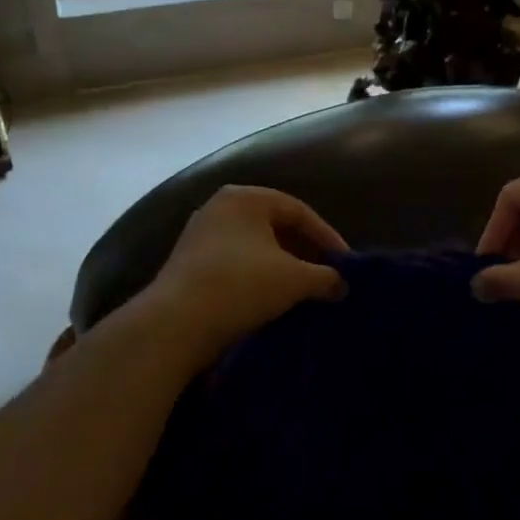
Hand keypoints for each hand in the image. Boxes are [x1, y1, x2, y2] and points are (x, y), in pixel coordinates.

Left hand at [145, 185, 348, 356]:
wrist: (175, 322)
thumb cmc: (241, 285)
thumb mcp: (294, 280)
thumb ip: (325, 277)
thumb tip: (342, 285)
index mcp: (245, 197)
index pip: (298, 210)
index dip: (326, 236)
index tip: (345, 263)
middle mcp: (220, 206)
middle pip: (274, 225)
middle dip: (303, 251)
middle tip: (325, 275)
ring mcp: (200, 234)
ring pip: (253, 246)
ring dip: (280, 266)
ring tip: (301, 290)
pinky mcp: (187, 263)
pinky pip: (234, 262)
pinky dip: (256, 276)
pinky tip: (268, 299)